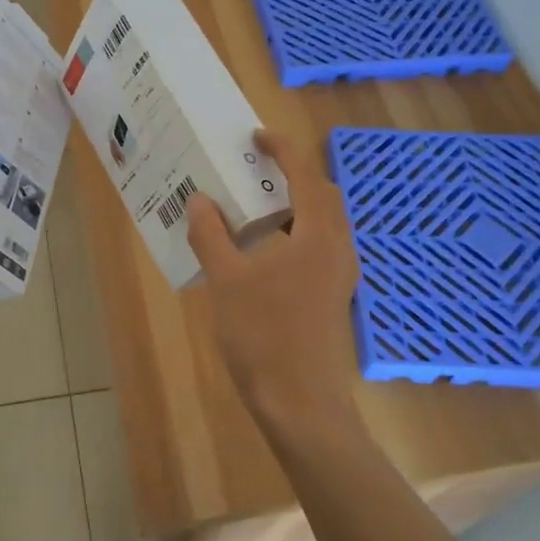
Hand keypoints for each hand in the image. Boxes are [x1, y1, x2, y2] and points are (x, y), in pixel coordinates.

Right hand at [187, 130, 360, 437]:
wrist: (301, 403)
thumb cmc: (264, 336)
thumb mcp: (227, 282)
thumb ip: (211, 236)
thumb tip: (199, 200)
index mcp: (317, 235)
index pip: (305, 174)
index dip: (282, 149)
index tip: (255, 137)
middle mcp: (337, 248)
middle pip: (323, 194)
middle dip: (293, 174)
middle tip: (255, 171)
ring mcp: (340, 275)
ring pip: (324, 223)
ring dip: (295, 205)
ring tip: (255, 208)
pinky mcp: (334, 296)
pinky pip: (320, 247)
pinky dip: (297, 233)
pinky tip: (265, 254)